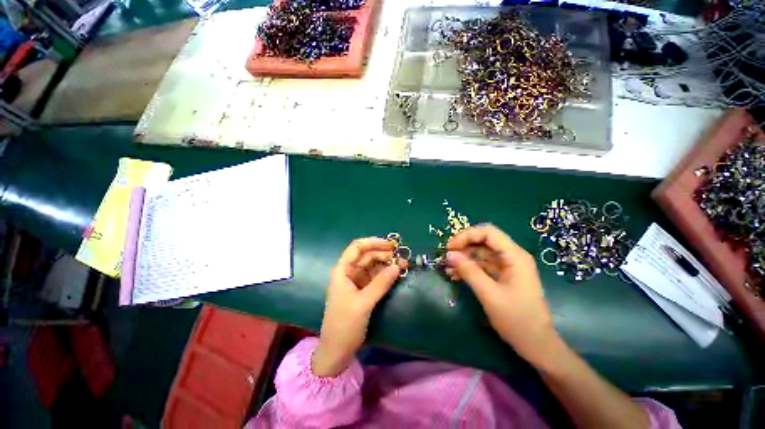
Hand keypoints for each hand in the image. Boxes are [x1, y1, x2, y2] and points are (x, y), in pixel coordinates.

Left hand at [312, 237, 405, 376]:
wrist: (337, 351)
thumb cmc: (344, 324)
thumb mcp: (363, 303)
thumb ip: (380, 283)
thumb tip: (397, 266)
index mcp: (343, 270)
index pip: (357, 247)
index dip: (373, 242)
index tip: (391, 245)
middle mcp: (350, 272)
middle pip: (368, 255)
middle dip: (385, 254)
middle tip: (402, 259)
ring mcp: (358, 281)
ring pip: (374, 266)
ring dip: (388, 264)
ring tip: (403, 266)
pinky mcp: (364, 290)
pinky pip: (377, 277)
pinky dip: (387, 274)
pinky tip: (397, 274)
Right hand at [445, 224, 557, 365]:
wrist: (536, 345)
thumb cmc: (516, 319)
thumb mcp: (489, 294)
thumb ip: (469, 271)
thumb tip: (449, 255)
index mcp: (514, 256)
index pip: (488, 233)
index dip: (467, 235)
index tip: (450, 247)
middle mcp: (512, 256)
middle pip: (484, 241)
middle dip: (463, 247)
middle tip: (447, 257)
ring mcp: (508, 266)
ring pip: (481, 253)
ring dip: (464, 259)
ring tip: (448, 268)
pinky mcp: (503, 276)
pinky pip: (483, 265)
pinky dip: (469, 268)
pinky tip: (456, 275)